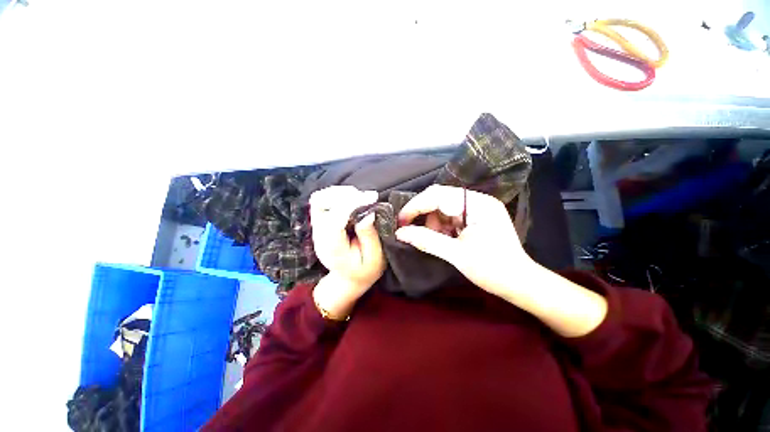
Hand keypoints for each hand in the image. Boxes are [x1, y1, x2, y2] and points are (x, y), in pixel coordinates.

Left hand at [310, 186, 385, 317]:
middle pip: (320, 203)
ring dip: (341, 193)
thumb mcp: (374, 259)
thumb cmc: (365, 270)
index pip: (335, 217)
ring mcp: (318, 228)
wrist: (349, 278)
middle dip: (345, 195)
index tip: (373, 198)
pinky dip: (338, 195)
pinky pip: (323, 200)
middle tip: (367, 198)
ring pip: (319, 198)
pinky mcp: (321, 222)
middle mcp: (320, 235)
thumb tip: (368, 213)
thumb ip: (369, 236)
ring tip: (360, 197)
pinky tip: (353, 199)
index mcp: (332, 247)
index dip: (354, 203)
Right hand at [394, 185, 533, 295]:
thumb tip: (400, 233)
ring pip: (443, 208)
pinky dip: (442, 227)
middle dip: (424, 214)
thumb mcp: (457, 255)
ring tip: (436, 240)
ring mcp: (478, 208)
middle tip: (412, 230)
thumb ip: (427, 240)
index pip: (438, 195)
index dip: (416, 206)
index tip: (401, 221)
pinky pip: (451, 216)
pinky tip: (445, 239)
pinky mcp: (476, 218)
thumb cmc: (493, 269)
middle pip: (440, 198)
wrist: (521, 284)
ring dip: (434, 223)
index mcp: (477, 204)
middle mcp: (478, 201)